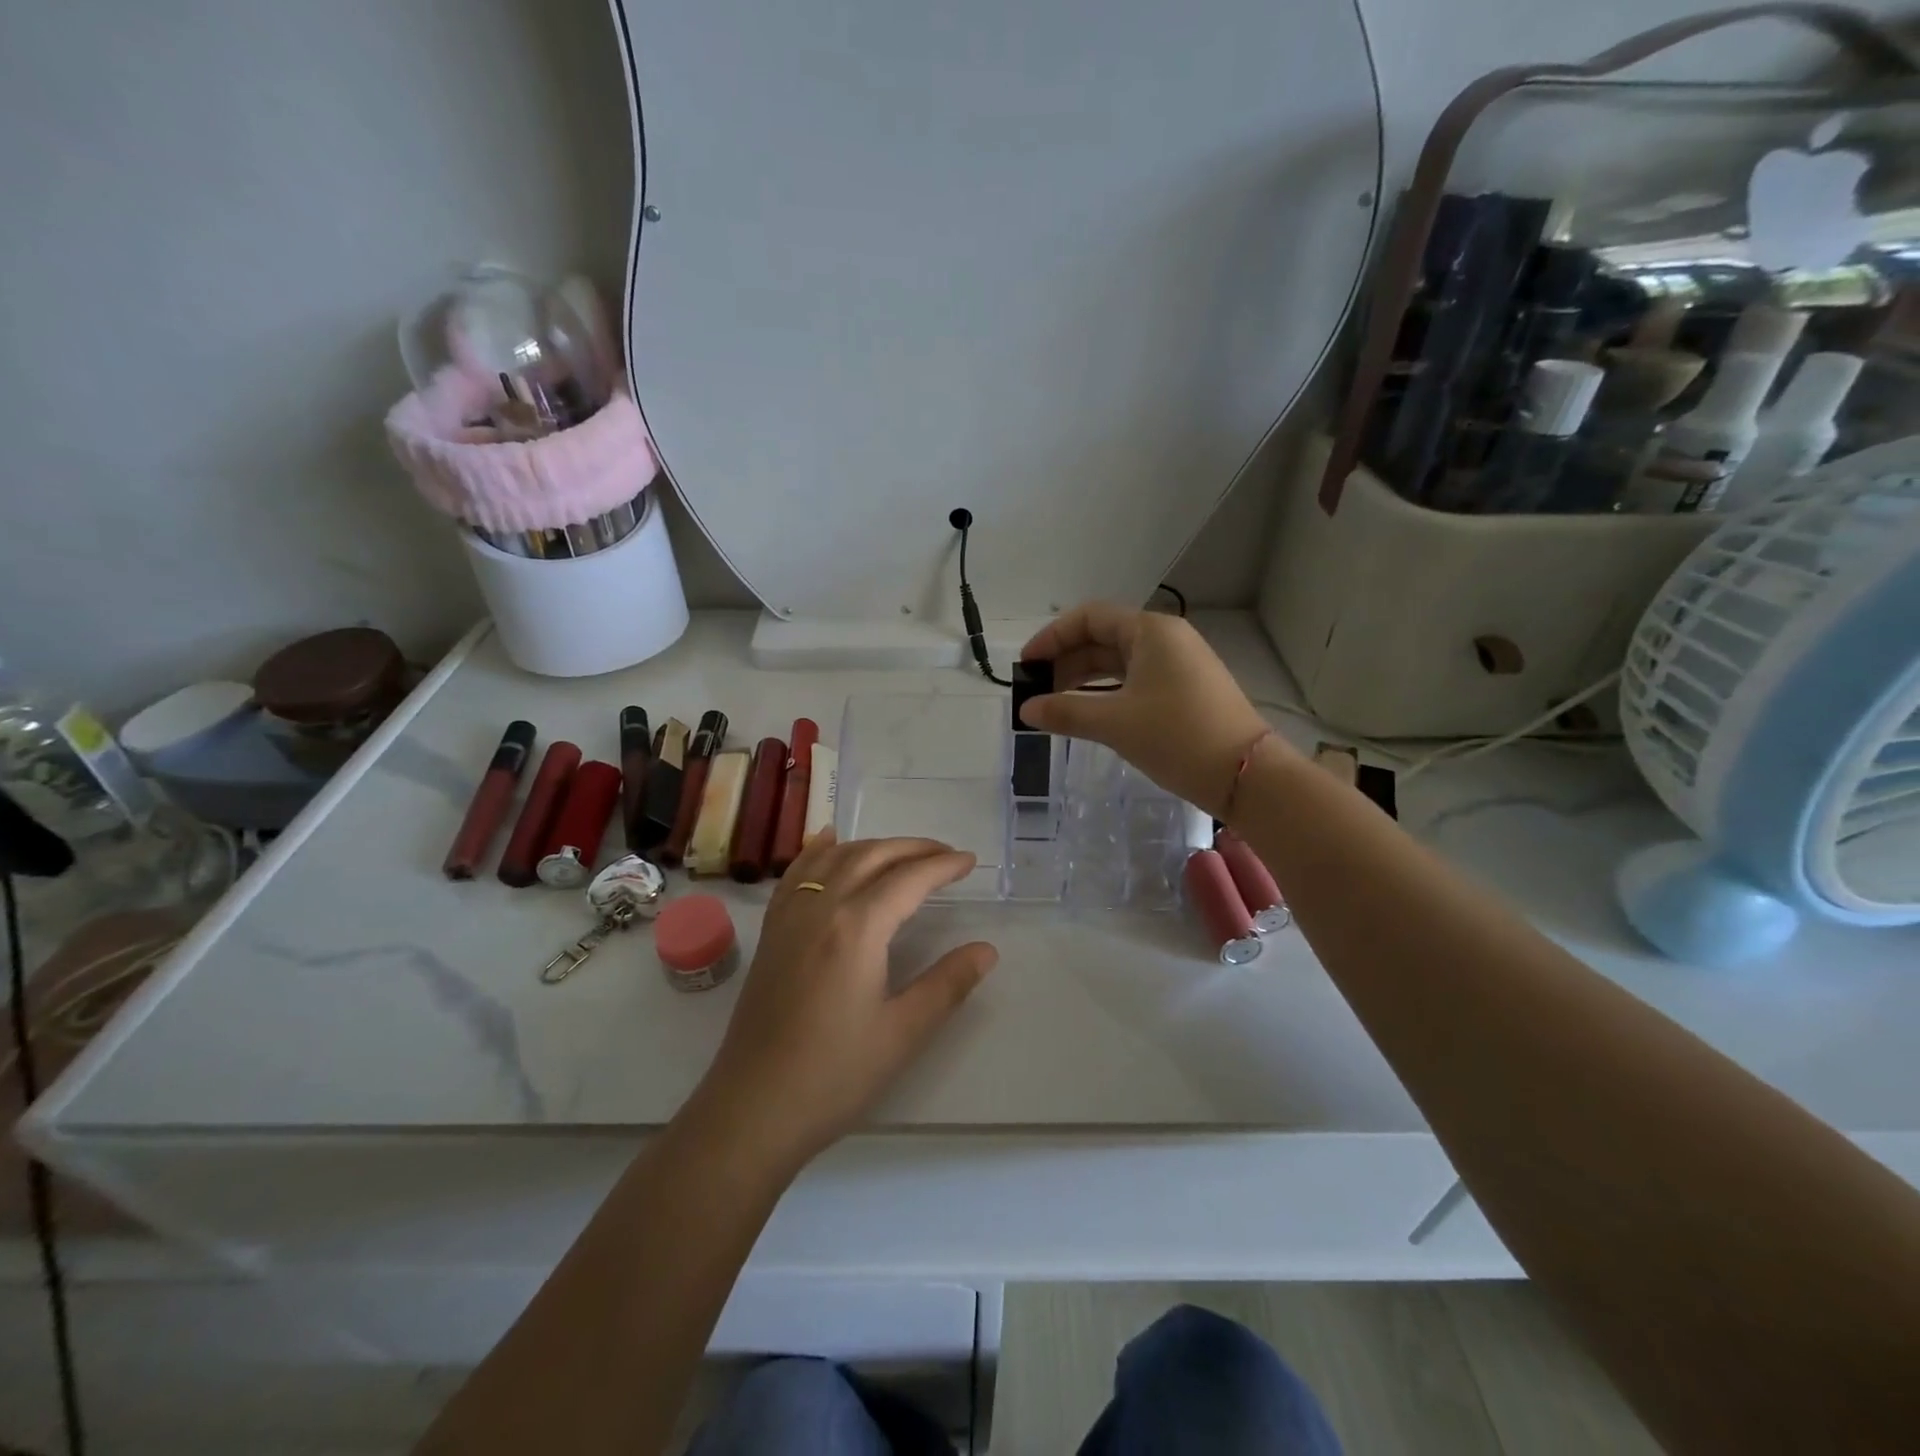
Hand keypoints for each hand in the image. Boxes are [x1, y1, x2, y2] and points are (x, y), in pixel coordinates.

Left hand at [689, 830, 997, 1170]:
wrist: (753, 1109)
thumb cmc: (834, 1075)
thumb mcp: (903, 1032)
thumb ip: (948, 984)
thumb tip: (987, 950)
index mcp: (857, 927)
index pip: (908, 879)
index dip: (942, 866)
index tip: (970, 861)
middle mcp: (821, 908)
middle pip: (872, 856)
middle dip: (913, 848)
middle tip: (946, 854)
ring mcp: (790, 917)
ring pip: (834, 858)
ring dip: (872, 845)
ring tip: (903, 850)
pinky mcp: (772, 933)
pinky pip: (795, 874)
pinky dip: (817, 850)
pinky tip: (827, 841)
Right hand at [1018, 601, 1281, 816]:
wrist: (1245, 775)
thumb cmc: (1177, 736)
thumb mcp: (1115, 723)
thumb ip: (1065, 711)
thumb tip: (1026, 709)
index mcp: (1150, 631)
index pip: (1089, 618)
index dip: (1052, 637)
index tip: (1026, 666)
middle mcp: (1166, 639)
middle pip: (1103, 638)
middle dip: (1065, 661)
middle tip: (1036, 691)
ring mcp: (1179, 665)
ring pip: (1119, 662)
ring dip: (1084, 679)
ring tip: (1055, 705)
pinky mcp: (1185, 690)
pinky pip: (1135, 681)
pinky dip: (1107, 693)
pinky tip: (1088, 714)